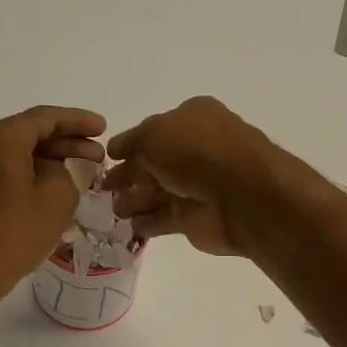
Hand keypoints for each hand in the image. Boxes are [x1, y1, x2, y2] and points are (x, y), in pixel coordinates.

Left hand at [0, 106, 105, 294]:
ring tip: (81, 171)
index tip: (103, 127)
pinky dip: (31, 173)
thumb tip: (51, 171)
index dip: (78, 121)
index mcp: (1, 138)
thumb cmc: (14, 234)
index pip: (46, 118)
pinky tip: (52, 188)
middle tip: (98, 154)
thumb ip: (64, 173)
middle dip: (66, 141)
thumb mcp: (57, 199)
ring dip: (50, 159)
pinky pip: (6, 170)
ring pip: (18, 153)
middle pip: (30, 133)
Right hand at [102, 96, 277, 256]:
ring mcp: (198, 186)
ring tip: (114, 211)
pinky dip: (148, 222)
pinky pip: (166, 219)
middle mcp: (197, 150)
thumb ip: (130, 142)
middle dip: (129, 177)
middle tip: (105, 191)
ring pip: (159, 192)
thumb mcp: (153, 134)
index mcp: (192, 119)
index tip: (107, 160)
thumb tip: (115, 151)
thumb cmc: (196, 152)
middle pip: (155, 164)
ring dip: (135, 201)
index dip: (130, 145)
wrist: (241, 194)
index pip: (154, 131)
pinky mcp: (198, 218)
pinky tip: (131, 227)